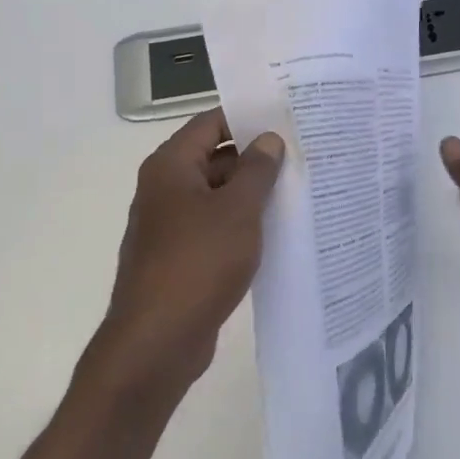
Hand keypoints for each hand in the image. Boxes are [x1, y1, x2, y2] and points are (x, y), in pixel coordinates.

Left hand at [93, 109, 285, 401]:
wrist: (157, 341)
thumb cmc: (199, 262)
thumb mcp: (238, 209)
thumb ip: (257, 170)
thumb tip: (268, 139)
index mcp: (170, 167)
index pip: (211, 123)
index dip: (247, 117)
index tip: (286, 118)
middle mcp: (164, 189)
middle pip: (214, 158)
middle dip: (256, 158)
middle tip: (302, 155)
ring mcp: (170, 225)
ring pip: (217, 195)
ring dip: (251, 193)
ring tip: (299, 190)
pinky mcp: (180, 257)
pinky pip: (215, 227)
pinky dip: (241, 224)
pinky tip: (276, 231)